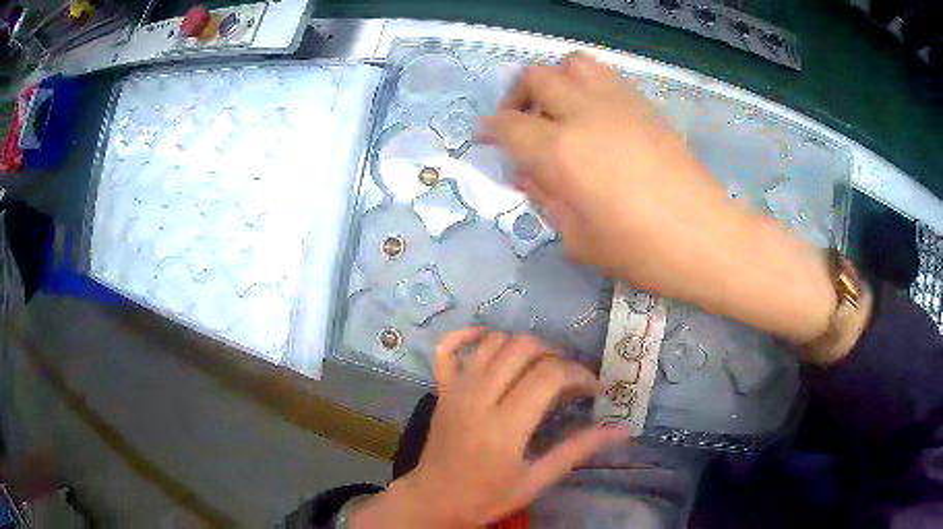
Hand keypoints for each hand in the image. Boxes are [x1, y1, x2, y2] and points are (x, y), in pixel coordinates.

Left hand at [350, 328, 629, 527]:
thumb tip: (622, 430)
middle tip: (569, 378)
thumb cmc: (487, 497)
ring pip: (493, 343)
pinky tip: (491, 340)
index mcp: (505, 426)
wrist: (433, 500)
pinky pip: (447, 348)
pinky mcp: (441, 389)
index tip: (593, 389)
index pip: (549, 375)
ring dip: (522, 345)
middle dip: (555, 355)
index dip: (579, 374)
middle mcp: (479, 398)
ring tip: (540, 365)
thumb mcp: (536, 481)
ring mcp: (456, 390)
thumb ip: (577, 451)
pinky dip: (469, 335)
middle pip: (523, 349)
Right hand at [480, 53, 835, 342]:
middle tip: (519, 123)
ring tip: (557, 110)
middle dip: (516, 97)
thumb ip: (547, 200)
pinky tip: (592, 113)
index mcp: (561, 153)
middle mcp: (583, 115)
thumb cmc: (643, 252)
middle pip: (534, 79)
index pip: (508, 125)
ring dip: (553, 80)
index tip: (484, 138)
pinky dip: (585, 84)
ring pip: (571, 64)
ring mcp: (617, 103)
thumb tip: (529, 174)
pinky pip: (604, 75)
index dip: (489, 130)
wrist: (707, 237)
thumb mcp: (580, 240)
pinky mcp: (643, 105)